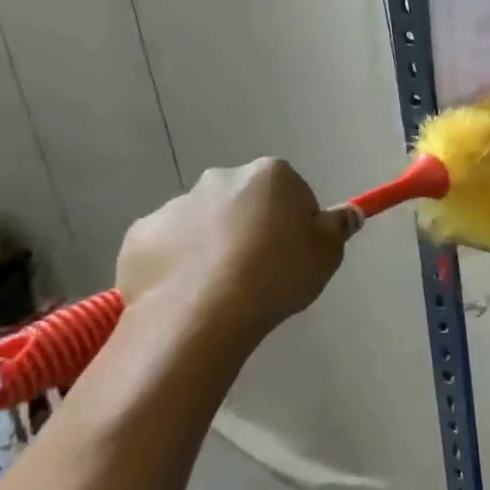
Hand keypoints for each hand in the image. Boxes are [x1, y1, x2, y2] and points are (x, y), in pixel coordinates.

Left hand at [116, 159, 352, 344]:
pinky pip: (169, 246)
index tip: (297, 251)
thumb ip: (338, 227)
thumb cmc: (277, 275)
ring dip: (215, 244)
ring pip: (205, 223)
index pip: (292, 190)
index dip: (297, 221)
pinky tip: (192, 292)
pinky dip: (180, 263)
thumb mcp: (327, 253)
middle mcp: (220, 179)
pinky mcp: (140, 237)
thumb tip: (349, 213)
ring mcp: (174, 206)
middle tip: (264, 269)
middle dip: (253, 226)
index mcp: (270, 175)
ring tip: (225, 288)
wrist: (201, 314)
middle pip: (246, 201)